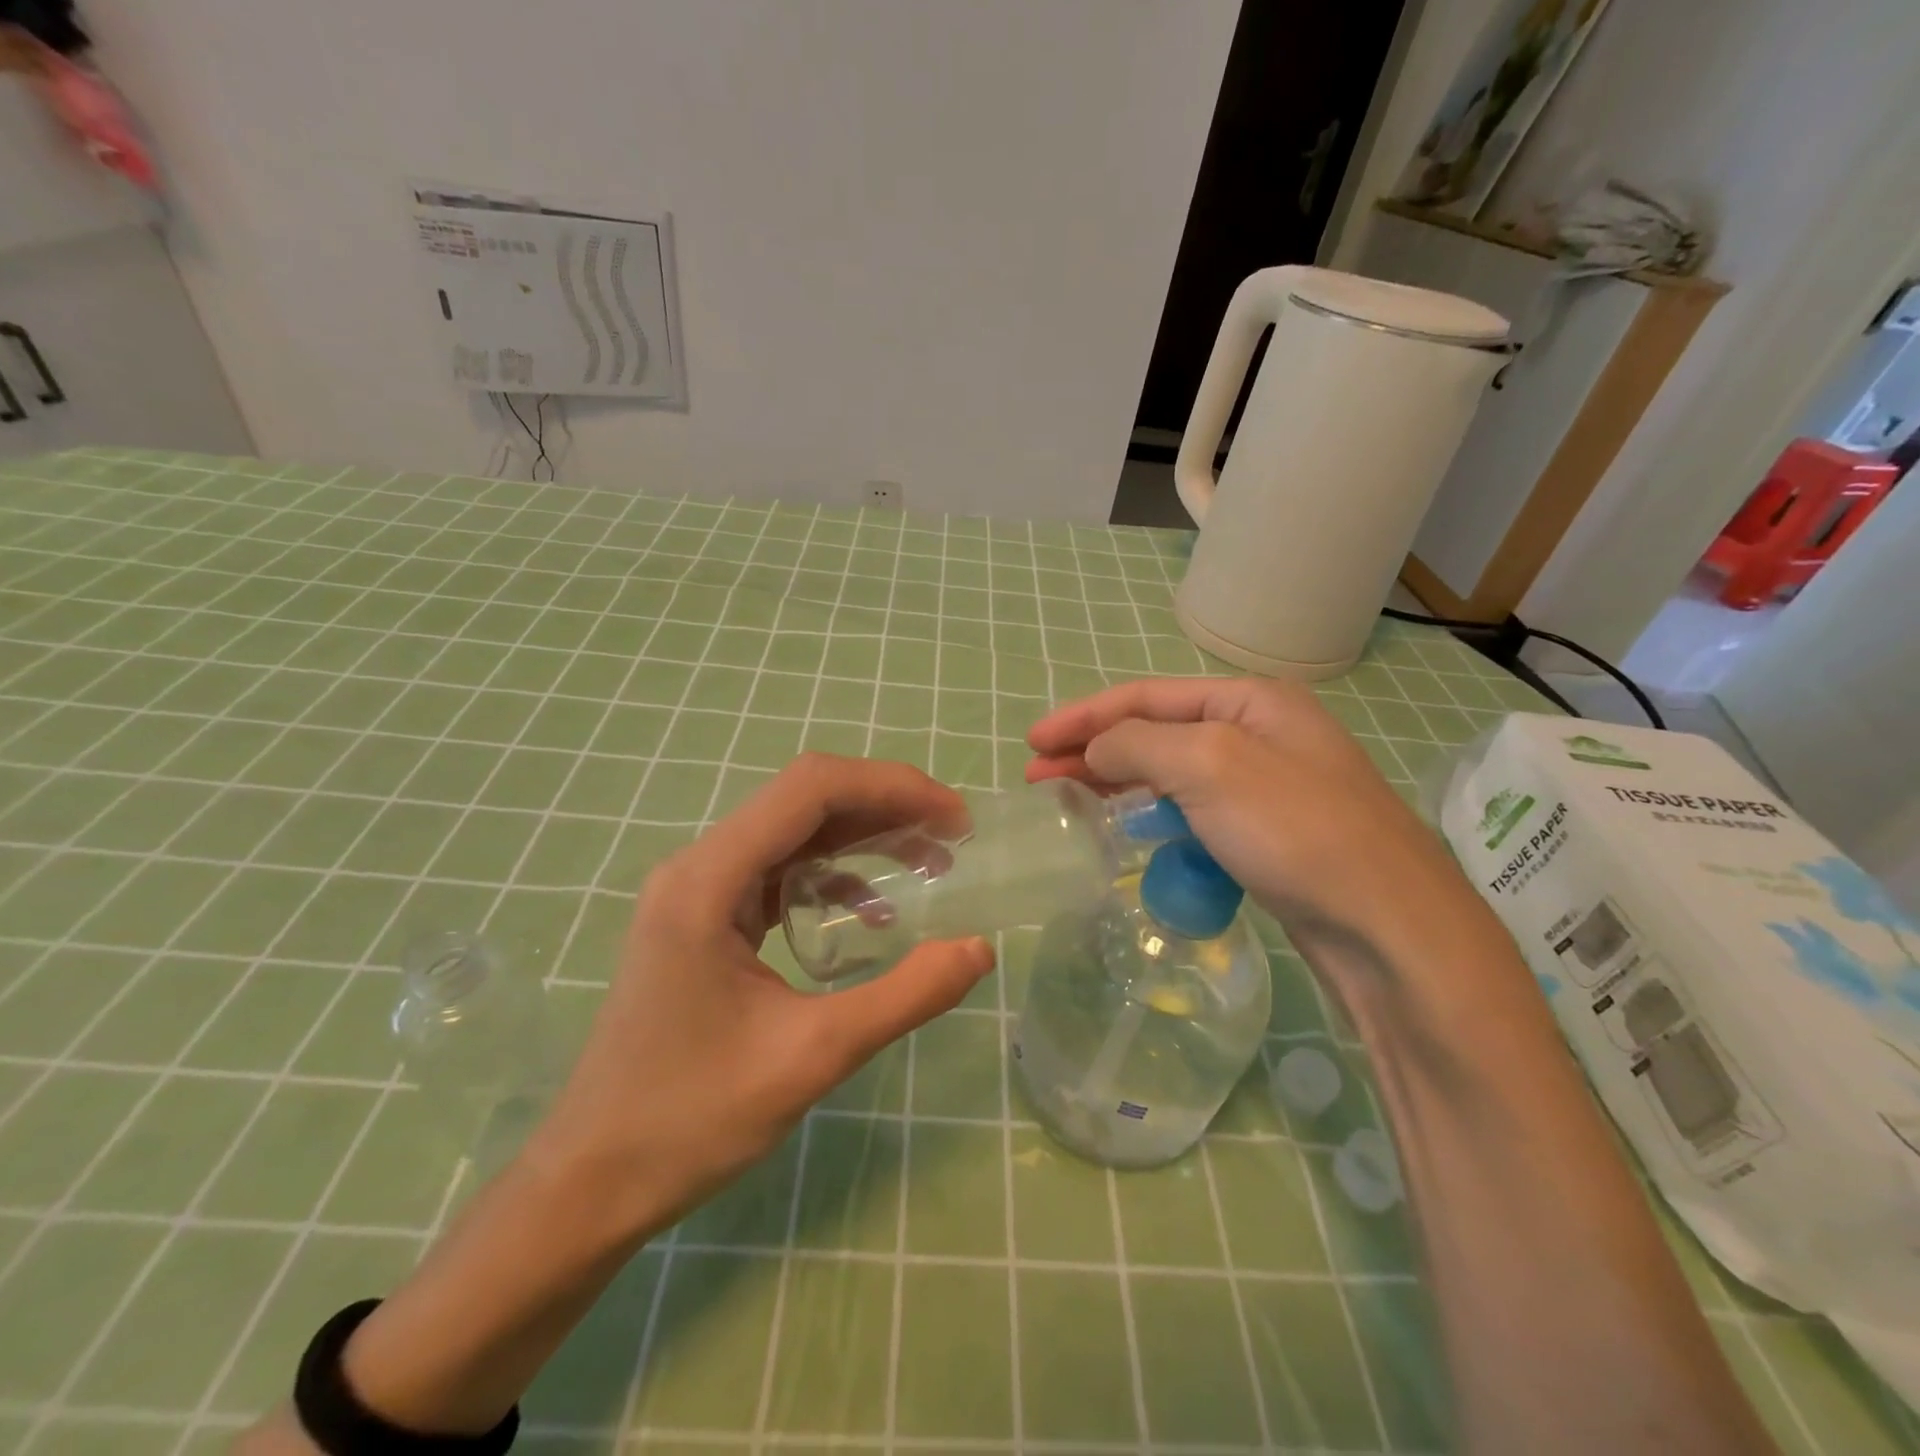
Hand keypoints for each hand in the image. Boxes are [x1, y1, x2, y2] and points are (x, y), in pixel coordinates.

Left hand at [528, 754, 994, 1234]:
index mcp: (709, 880)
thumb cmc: (689, 1120)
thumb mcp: (812, 1057)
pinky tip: (871, 915)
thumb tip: (980, 948)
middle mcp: (699, 866)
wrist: (589, 1183)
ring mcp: (697, 891)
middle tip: (952, 838)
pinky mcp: (704, 918)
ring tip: (929, 863)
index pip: (811, 789)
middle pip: (805, 801)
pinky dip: (833, 877)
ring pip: (794, 832)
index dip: (892, 787)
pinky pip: (779, 872)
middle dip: (885, 807)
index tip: (954, 820)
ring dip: (863, 838)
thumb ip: (905, 996)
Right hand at [1026, 677, 1482, 957]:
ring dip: (1118, 781)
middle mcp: (1260, 732)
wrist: (1388, 926)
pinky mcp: (1266, 833)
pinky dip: (1152, 813)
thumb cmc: (1296, 831)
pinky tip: (1128, 829)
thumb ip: (1139, 744)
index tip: (1032, 742)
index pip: (1145, 697)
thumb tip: (1096, 749)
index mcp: (1251, 700)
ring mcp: (1266, 785)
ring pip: (1172, 773)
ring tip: (1070, 799)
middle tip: (1038, 775)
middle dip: (1094, 749)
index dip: (1083, 716)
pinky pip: (1192, 810)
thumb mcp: (1209, 766)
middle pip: (1156, 732)